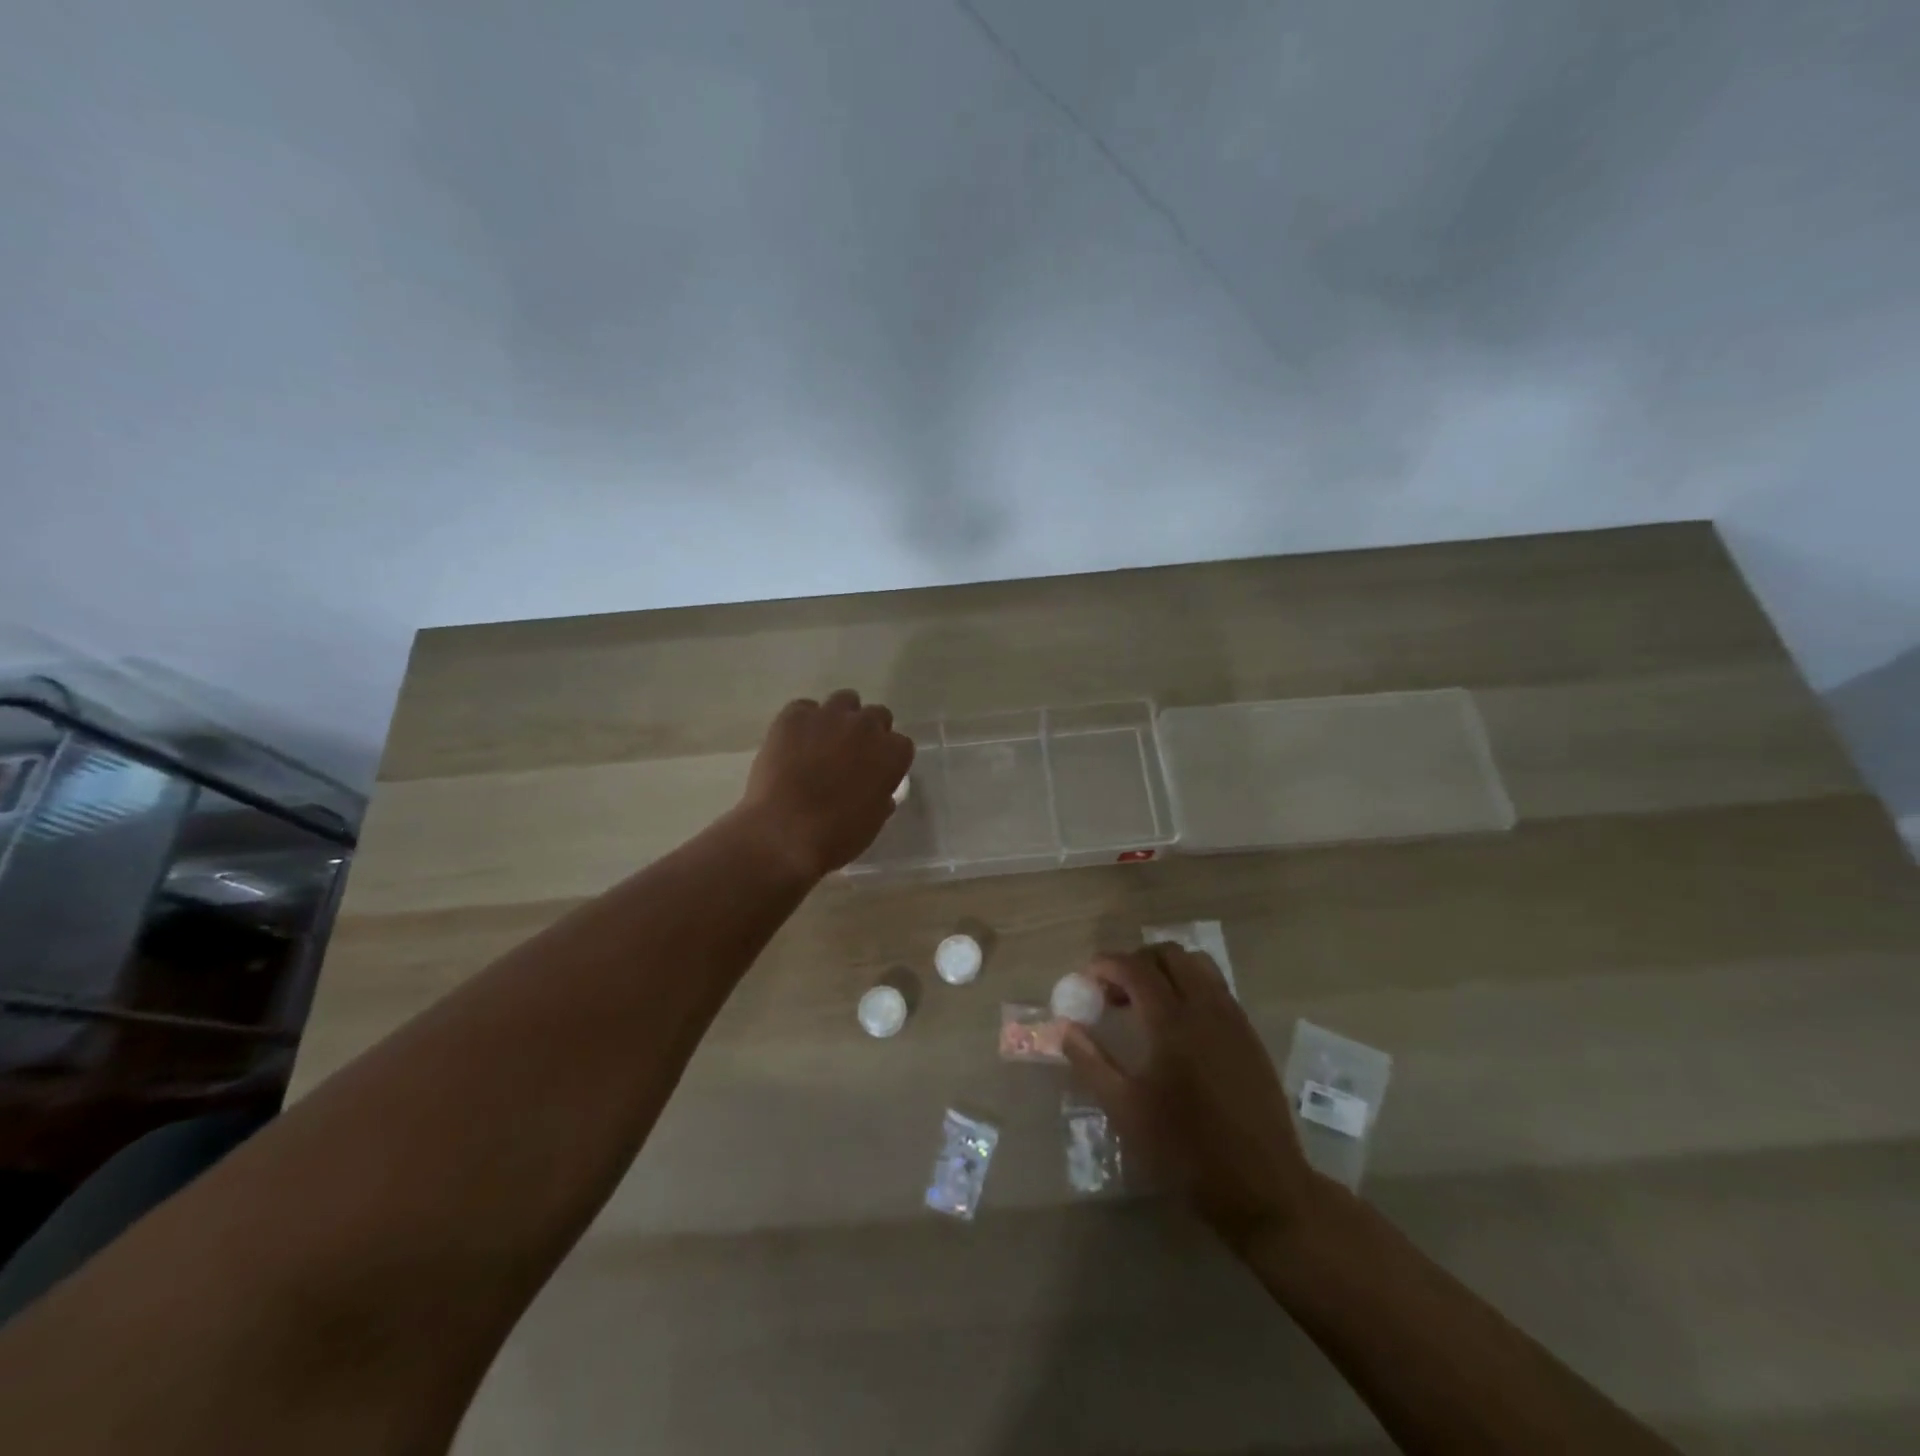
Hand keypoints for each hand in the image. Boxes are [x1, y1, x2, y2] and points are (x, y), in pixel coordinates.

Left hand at [738, 691, 913, 880]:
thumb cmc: (836, 836)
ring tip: (822, 742)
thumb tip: (878, 791)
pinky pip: (804, 708)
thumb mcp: (872, 821)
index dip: (888, 758)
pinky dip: (803, 722)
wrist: (783, 833)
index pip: (901, 744)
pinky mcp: (794, 716)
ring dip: (840, 718)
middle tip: (851, 755)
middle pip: (876, 715)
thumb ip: (881, 796)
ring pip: (844, 701)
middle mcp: (866, 726)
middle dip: (868, 732)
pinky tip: (793, 744)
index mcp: (892, 754)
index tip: (876, 772)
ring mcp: (829, 716)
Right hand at [1064, 945, 1321, 1253]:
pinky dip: (1190, 987)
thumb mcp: (1126, 1110)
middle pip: (1169, 954)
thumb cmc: (1186, 1149)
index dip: (1106, 965)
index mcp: (1172, 1022)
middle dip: (1136, 961)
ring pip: (1198, 965)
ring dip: (1166, 970)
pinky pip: (1216, 988)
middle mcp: (1206, 1007)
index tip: (1086, 980)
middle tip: (1114, 992)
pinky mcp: (1249, 1035)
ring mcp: (1233, 1018)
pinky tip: (1178, 1027)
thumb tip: (1063, 1028)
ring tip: (1146, 1004)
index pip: (1135, 968)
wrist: (1262, 1186)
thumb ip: (1091, 1061)